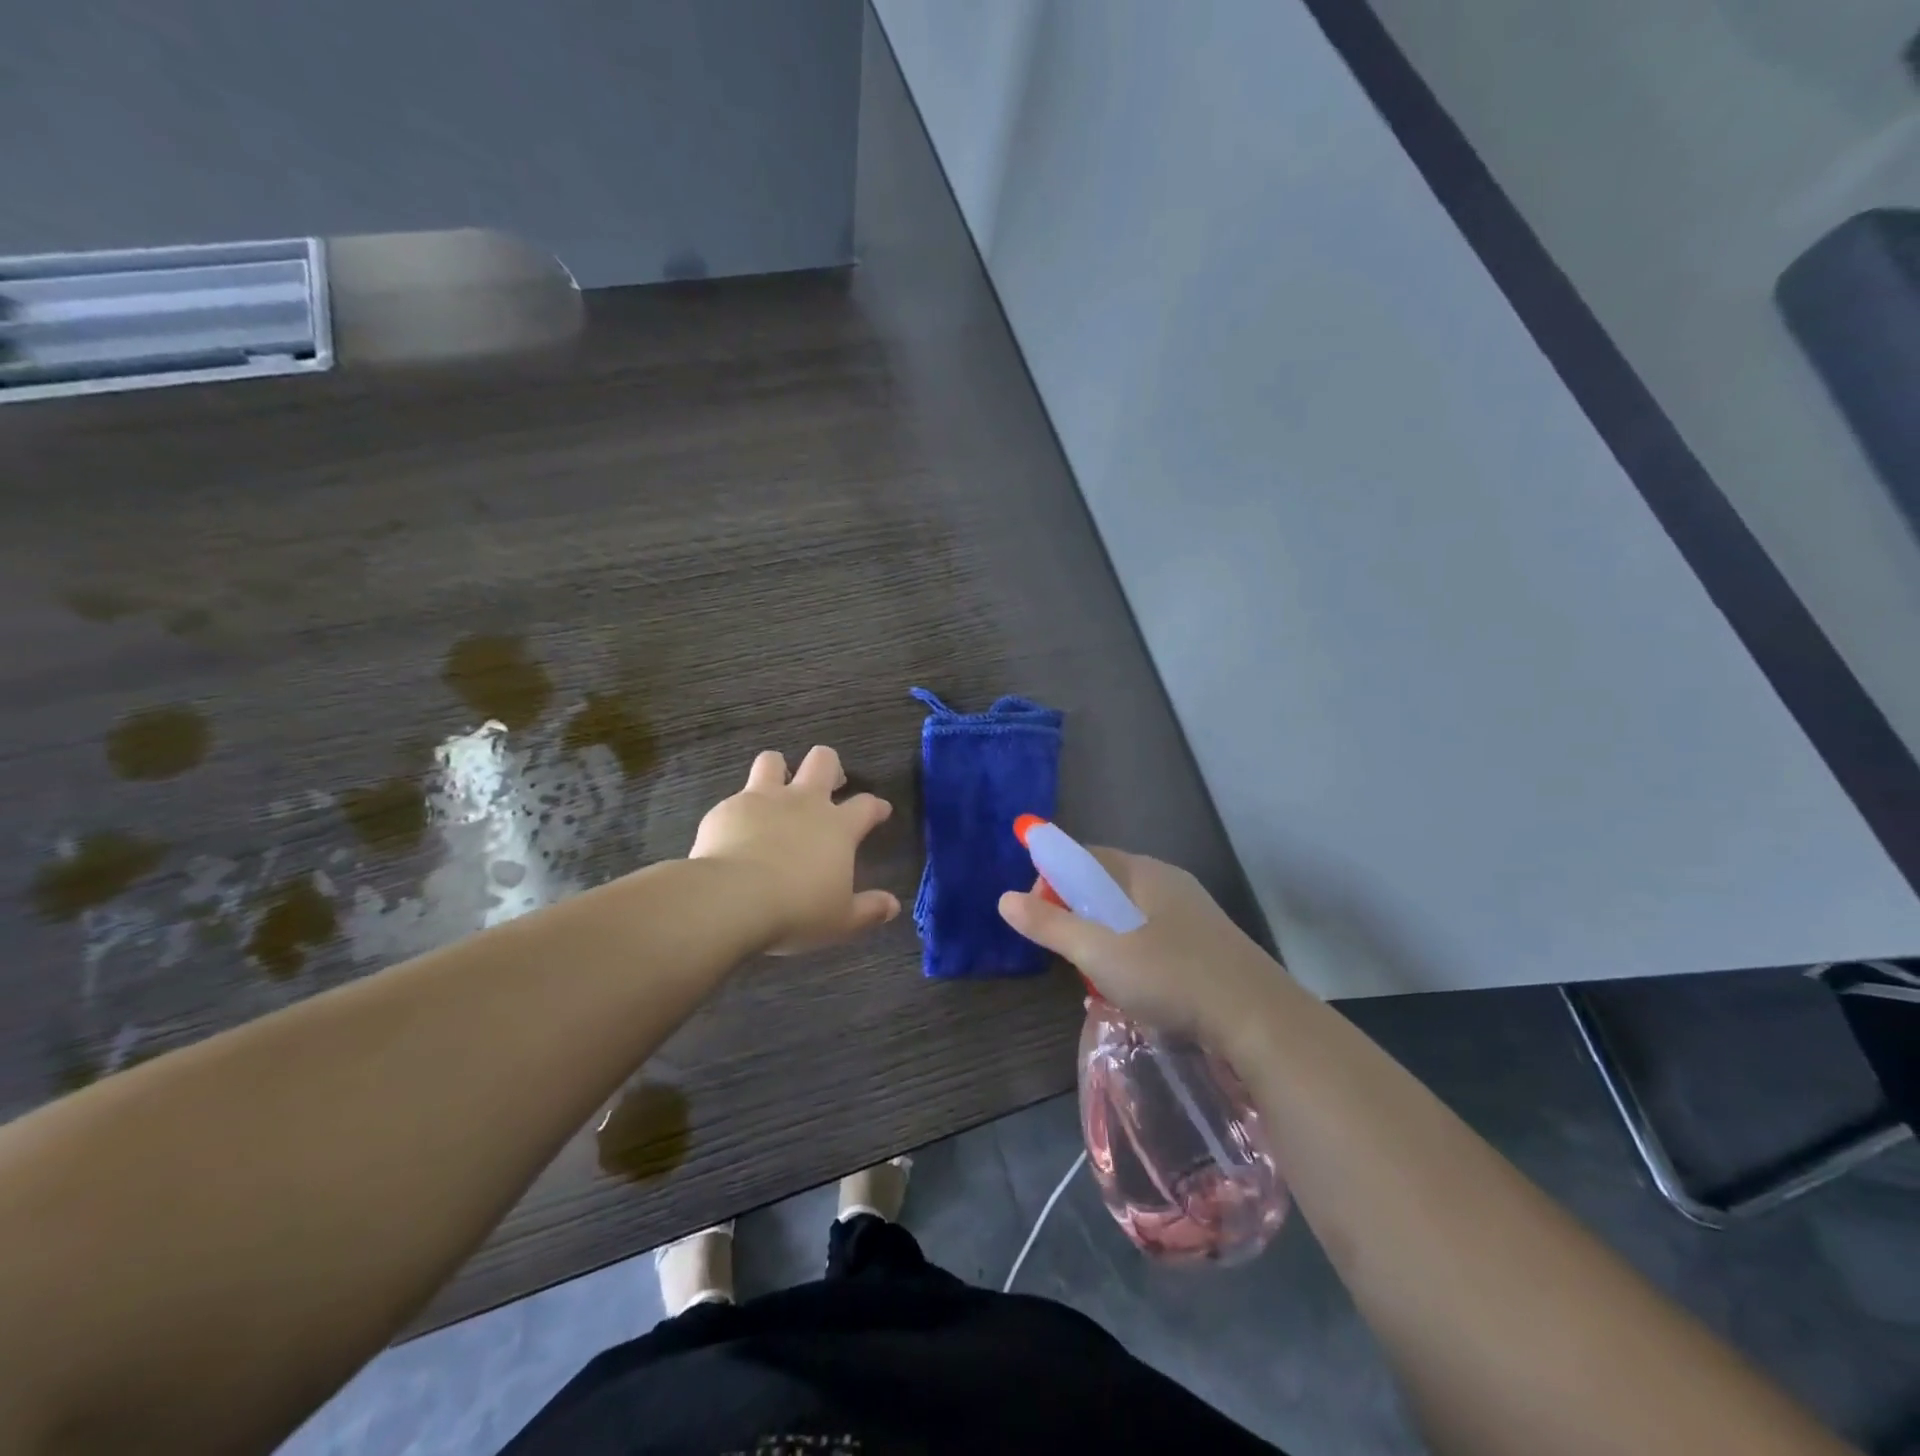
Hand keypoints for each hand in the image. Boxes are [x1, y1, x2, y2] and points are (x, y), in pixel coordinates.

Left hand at [690, 745, 900, 953]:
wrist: (732, 898)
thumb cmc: (796, 909)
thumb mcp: (840, 920)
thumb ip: (868, 910)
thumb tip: (892, 906)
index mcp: (838, 827)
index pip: (866, 805)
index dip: (875, 806)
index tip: (880, 811)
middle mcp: (804, 802)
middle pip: (823, 761)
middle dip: (830, 766)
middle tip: (830, 783)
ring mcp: (764, 800)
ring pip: (773, 761)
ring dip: (778, 769)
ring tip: (776, 787)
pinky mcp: (728, 808)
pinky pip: (736, 796)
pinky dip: (740, 808)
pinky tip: (736, 827)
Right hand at [998, 849, 1287, 1042]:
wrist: (1260, 1022)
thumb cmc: (1172, 976)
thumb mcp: (1100, 952)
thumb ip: (1051, 925)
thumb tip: (1004, 899)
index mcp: (1144, 872)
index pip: (1085, 856)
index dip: (1053, 878)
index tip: (1038, 916)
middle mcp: (1168, 884)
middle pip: (1106, 886)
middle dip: (1078, 915)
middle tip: (1068, 954)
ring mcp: (1192, 916)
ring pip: (1130, 918)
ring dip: (1104, 942)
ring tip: (1097, 979)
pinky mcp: (1207, 947)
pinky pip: (1153, 940)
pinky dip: (1132, 958)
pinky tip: (1133, 991)